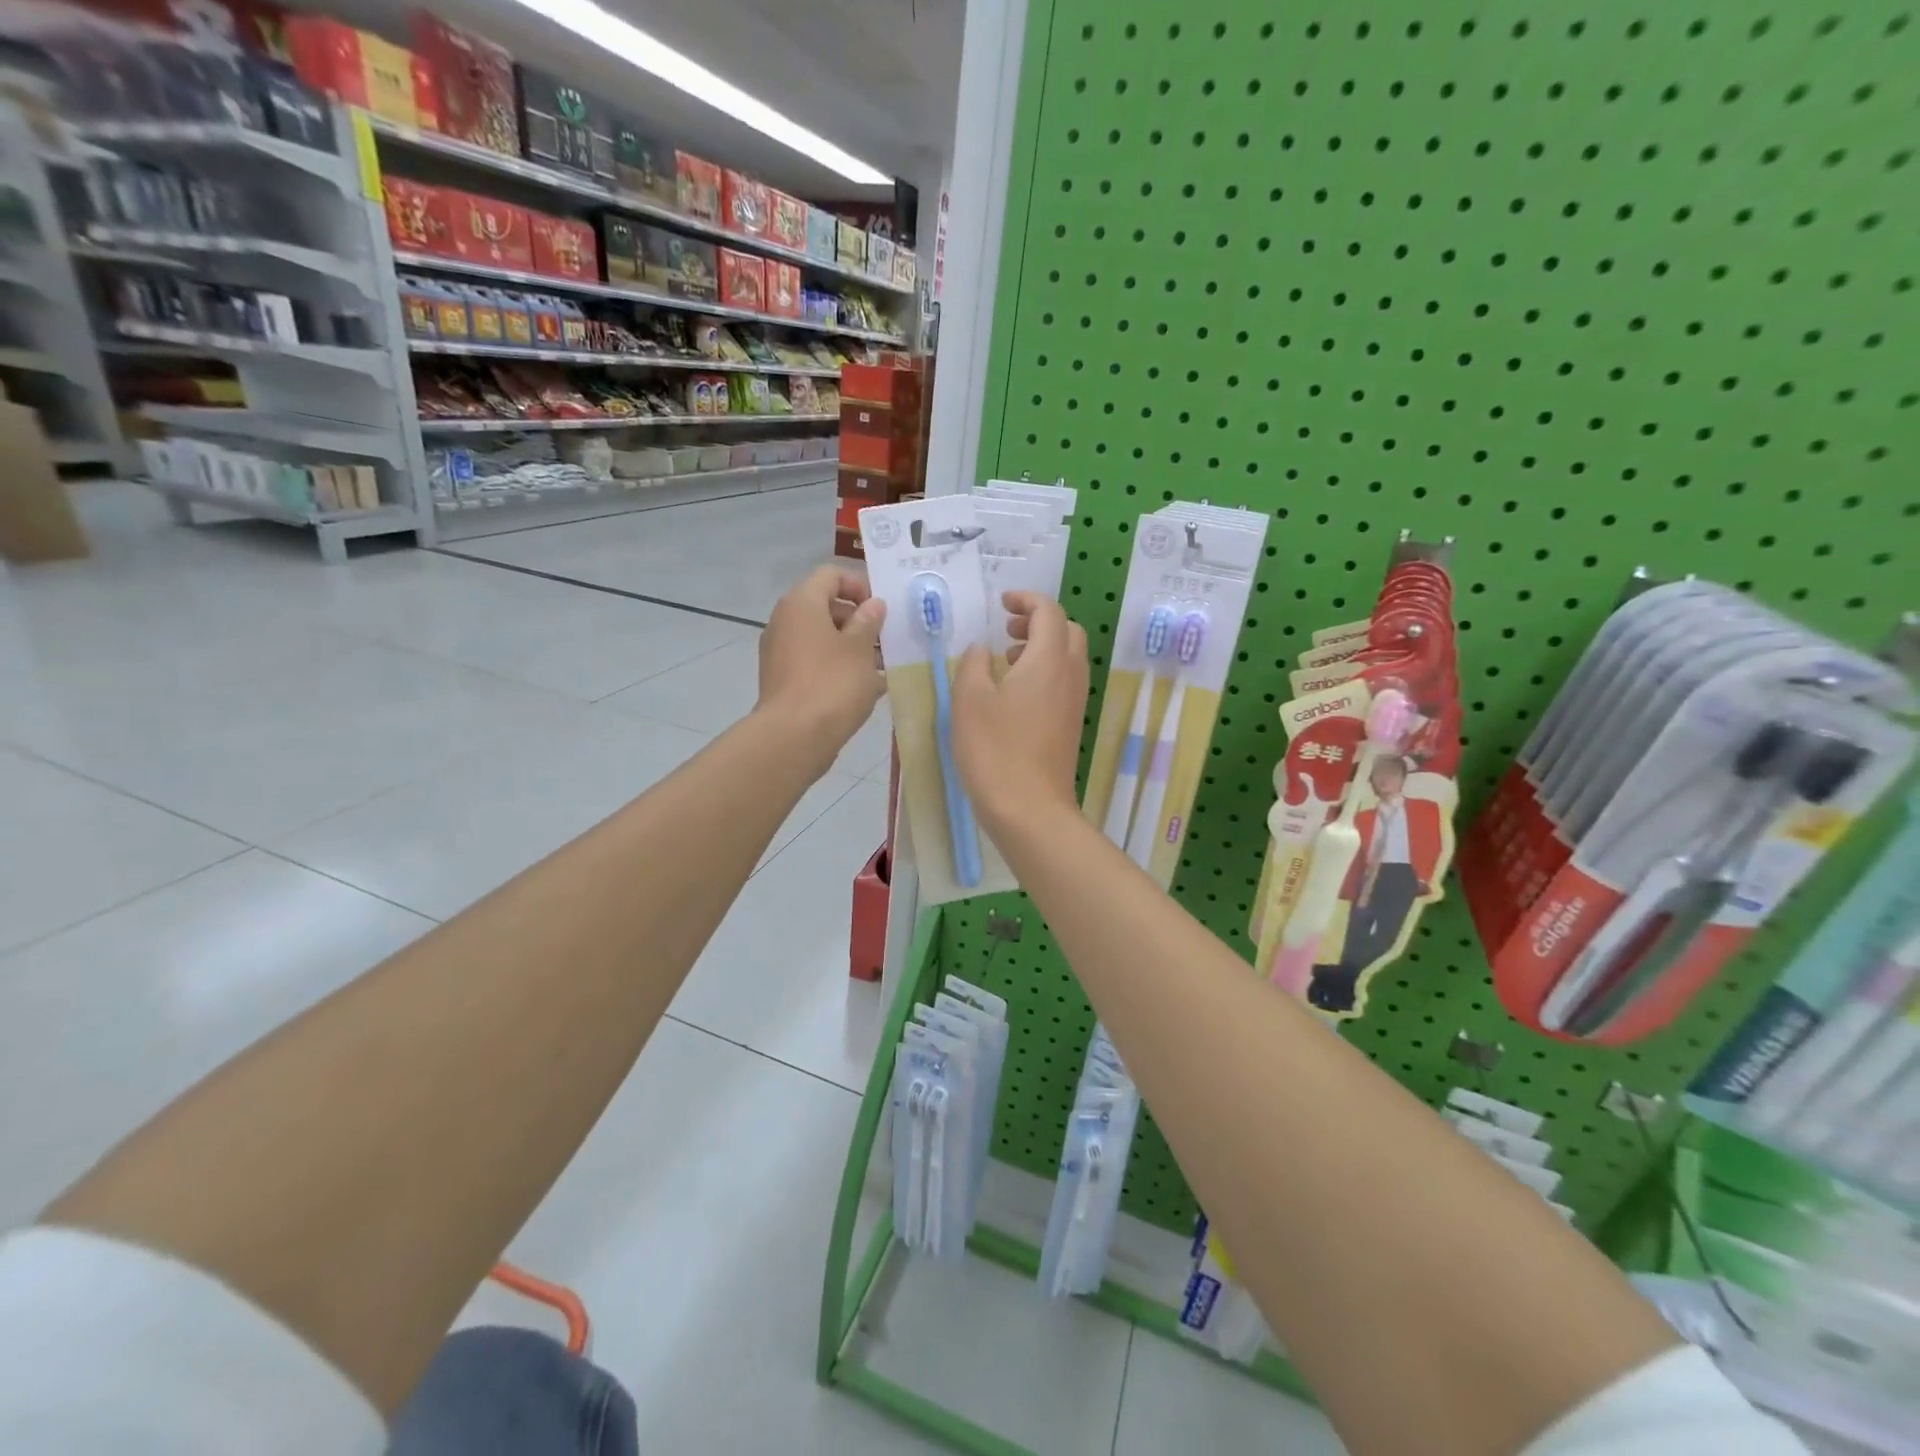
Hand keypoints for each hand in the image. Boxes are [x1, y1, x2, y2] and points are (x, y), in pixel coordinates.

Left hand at [757, 565, 884, 772]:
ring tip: (881, 668)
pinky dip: (837, 667)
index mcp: (802, 603)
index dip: (860, 586)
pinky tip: (864, 689)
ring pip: (821, 637)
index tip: (882, 611)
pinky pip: (814, 662)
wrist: (793, 737)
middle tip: (885, 641)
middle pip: (826, 606)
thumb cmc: (832, 684)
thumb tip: (873, 605)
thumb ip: (869, 621)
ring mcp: (780, 652)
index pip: (831, 575)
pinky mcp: (783, 679)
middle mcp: (785, 621)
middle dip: (859, 621)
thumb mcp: (860, 649)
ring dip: (851, 647)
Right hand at [951, 591, 1088, 832]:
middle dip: (1039, 621)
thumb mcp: (969, 700)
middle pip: (1067, 630)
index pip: (1048, 611)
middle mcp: (1070, 675)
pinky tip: (1015, 694)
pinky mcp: (1072, 724)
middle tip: (1006, 630)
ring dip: (1042, 647)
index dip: (1026, 599)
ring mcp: (1075, 702)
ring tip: (1005, 660)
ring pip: (1069, 657)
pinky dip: (1045, 671)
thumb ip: (973, 664)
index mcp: (1048, 660)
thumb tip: (981, 649)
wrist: (1030, 808)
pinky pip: (1065, 681)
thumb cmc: (995, 750)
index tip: (1002, 603)